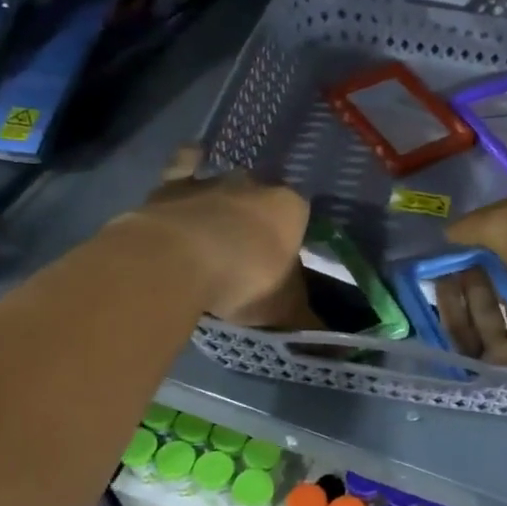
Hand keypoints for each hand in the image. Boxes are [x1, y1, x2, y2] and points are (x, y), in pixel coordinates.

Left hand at [126, 147, 315, 327]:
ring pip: (227, 182)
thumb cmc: (245, 280)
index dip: (293, 237)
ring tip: (221, 223)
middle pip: (264, 197)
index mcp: (292, 209)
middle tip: (251, 249)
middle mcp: (257, 185)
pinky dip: (190, 161)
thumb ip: (305, 321)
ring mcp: (214, 180)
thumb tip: (332, 346)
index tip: (283, 261)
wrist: (177, 262)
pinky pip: (185, 163)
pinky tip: (192, 159)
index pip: (301, 216)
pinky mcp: (174, 183)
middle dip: (260, 217)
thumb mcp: (283, 310)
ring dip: (226, 197)